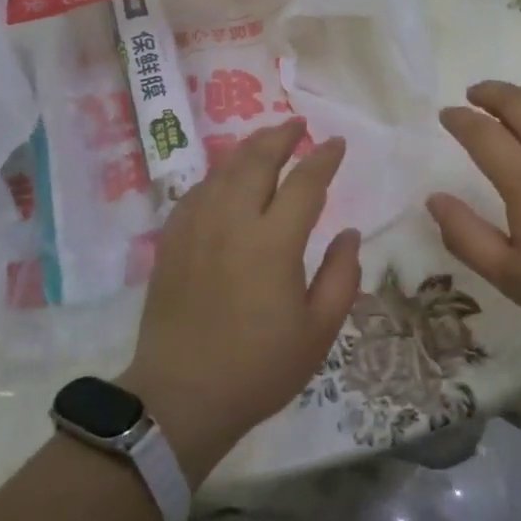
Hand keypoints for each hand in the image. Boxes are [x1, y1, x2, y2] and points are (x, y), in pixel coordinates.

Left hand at [122, 120, 361, 486]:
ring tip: (265, 141)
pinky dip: (216, 176)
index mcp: (273, 242)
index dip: (323, 158)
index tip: (336, 143)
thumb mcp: (318, 331)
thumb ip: (340, 277)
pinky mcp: (171, 241)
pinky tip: (224, 179)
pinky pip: (196, 192)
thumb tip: (349, 233)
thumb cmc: (259, 368)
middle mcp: (232, 222)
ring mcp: (196, 228)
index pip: (305, 183)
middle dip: (280, 135)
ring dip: (247, 149)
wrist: (181, 397)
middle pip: (256, 160)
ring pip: (222, 170)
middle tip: (297, 124)